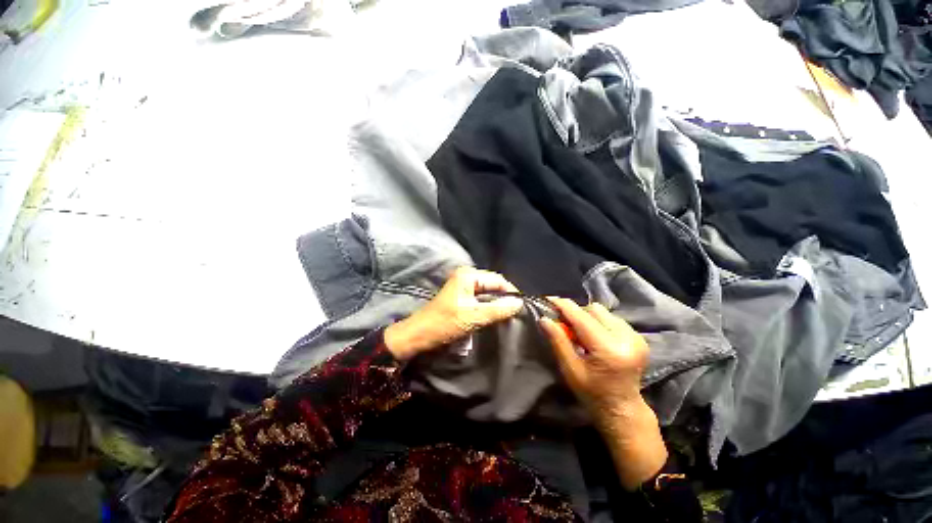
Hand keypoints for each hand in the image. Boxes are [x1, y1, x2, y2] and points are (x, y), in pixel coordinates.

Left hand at [384, 267, 523, 360]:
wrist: (418, 335)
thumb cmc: (445, 323)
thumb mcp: (474, 317)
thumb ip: (498, 309)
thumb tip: (520, 303)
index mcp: (468, 275)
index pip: (498, 280)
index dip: (511, 292)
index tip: (523, 307)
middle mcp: (466, 276)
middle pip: (492, 285)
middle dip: (504, 298)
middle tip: (516, 312)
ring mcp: (462, 285)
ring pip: (486, 292)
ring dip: (496, 303)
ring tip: (508, 315)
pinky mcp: (460, 296)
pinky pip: (479, 298)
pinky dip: (487, 306)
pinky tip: (494, 315)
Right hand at [540, 298, 666, 489]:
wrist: (623, 408)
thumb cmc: (592, 393)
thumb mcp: (570, 369)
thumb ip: (558, 341)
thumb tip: (544, 318)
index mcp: (609, 350)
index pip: (582, 318)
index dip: (564, 306)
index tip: (548, 299)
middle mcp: (626, 339)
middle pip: (594, 309)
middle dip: (576, 313)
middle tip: (564, 324)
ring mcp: (636, 337)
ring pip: (603, 312)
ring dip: (587, 317)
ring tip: (580, 333)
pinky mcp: (638, 337)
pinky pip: (611, 318)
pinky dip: (598, 322)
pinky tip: (594, 336)